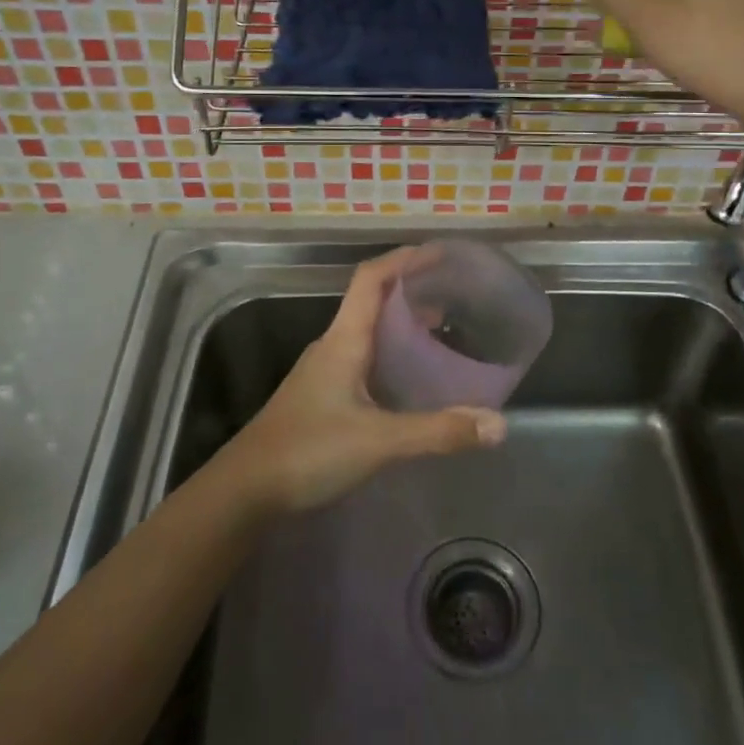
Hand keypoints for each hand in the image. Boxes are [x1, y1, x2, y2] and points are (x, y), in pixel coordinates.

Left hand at [215, 247, 507, 514]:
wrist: (245, 491)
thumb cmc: (307, 451)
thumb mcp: (378, 441)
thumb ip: (437, 432)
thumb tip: (498, 425)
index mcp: (343, 339)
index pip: (371, 278)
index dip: (404, 259)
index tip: (441, 253)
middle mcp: (334, 346)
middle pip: (374, 300)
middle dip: (413, 290)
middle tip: (456, 294)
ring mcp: (326, 371)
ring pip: (370, 331)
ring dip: (404, 323)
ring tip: (444, 329)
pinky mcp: (325, 396)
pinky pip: (366, 359)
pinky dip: (394, 354)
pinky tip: (414, 378)